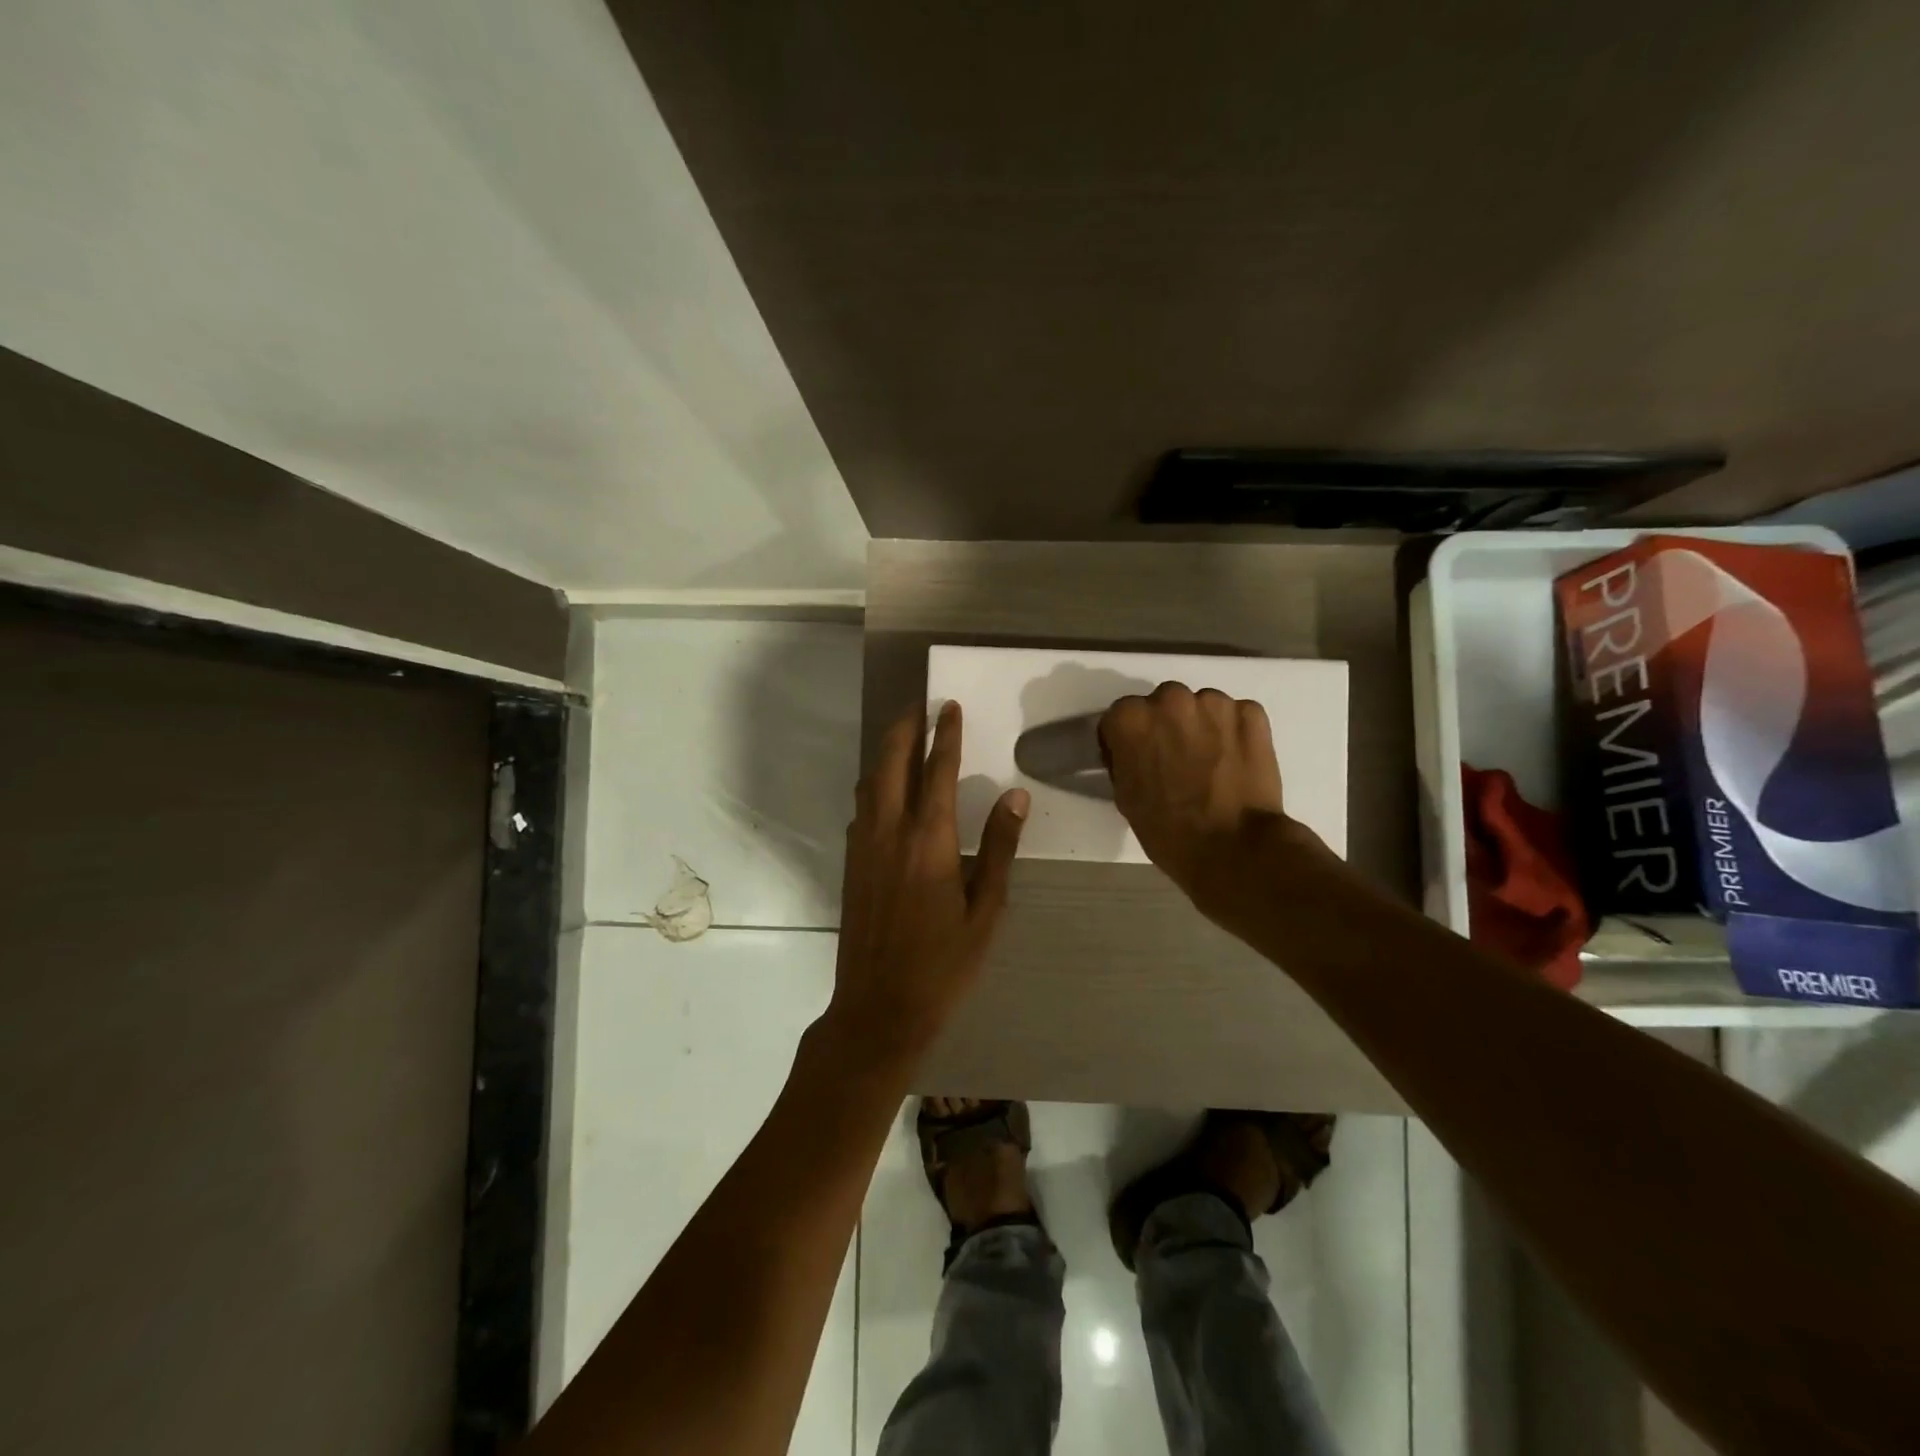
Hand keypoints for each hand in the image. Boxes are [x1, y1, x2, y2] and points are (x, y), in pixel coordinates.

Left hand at [827, 701, 1028, 1062]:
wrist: (879, 1007)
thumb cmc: (944, 964)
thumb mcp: (986, 911)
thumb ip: (1000, 849)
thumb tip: (1016, 797)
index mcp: (930, 840)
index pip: (939, 770)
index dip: (946, 734)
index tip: (949, 706)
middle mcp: (890, 831)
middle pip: (893, 763)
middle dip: (906, 728)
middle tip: (920, 706)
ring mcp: (864, 846)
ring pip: (871, 782)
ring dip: (887, 752)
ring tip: (905, 738)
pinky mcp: (851, 863)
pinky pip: (862, 807)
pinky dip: (876, 784)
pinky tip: (887, 791)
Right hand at [1099, 683, 1319, 922]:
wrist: (1234, 848)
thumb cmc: (1168, 831)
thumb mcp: (1126, 796)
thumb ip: (1125, 760)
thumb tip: (1136, 752)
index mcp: (1130, 719)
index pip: (1120, 717)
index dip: (1127, 740)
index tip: (1136, 759)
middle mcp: (1169, 699)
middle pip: (1162, 704)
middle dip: (1166, 726)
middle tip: (1175, 759)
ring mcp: (1214, 702)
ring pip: (1201, 706)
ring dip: (1201, 726)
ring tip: (1210, 762)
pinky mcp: (1251, 713)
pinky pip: (1235, 715)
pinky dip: (1234, 732)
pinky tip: (1235, 761)